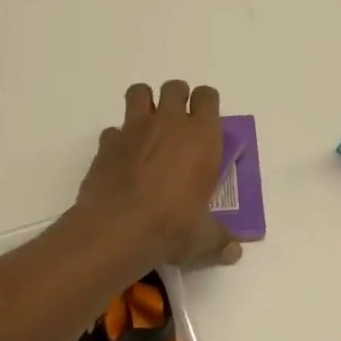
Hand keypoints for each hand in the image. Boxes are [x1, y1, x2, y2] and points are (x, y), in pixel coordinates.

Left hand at [76, 80, 241, 269]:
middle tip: (178, 126)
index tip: (206, 123)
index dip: (207, 105)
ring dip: (145, 103)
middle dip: (178, 99)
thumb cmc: (172, 226)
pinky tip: (122, 159)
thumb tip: (234, 252)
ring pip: (139, 92)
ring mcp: (133, 129)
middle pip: (175, 87)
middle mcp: (168, 122)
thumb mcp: (203, 237)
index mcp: (201, 136)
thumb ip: (220, 239)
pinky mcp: (106, 143)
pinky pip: (113, 129)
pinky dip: (118, 139)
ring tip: (148, 129)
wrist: (118, 229)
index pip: (208, 97)